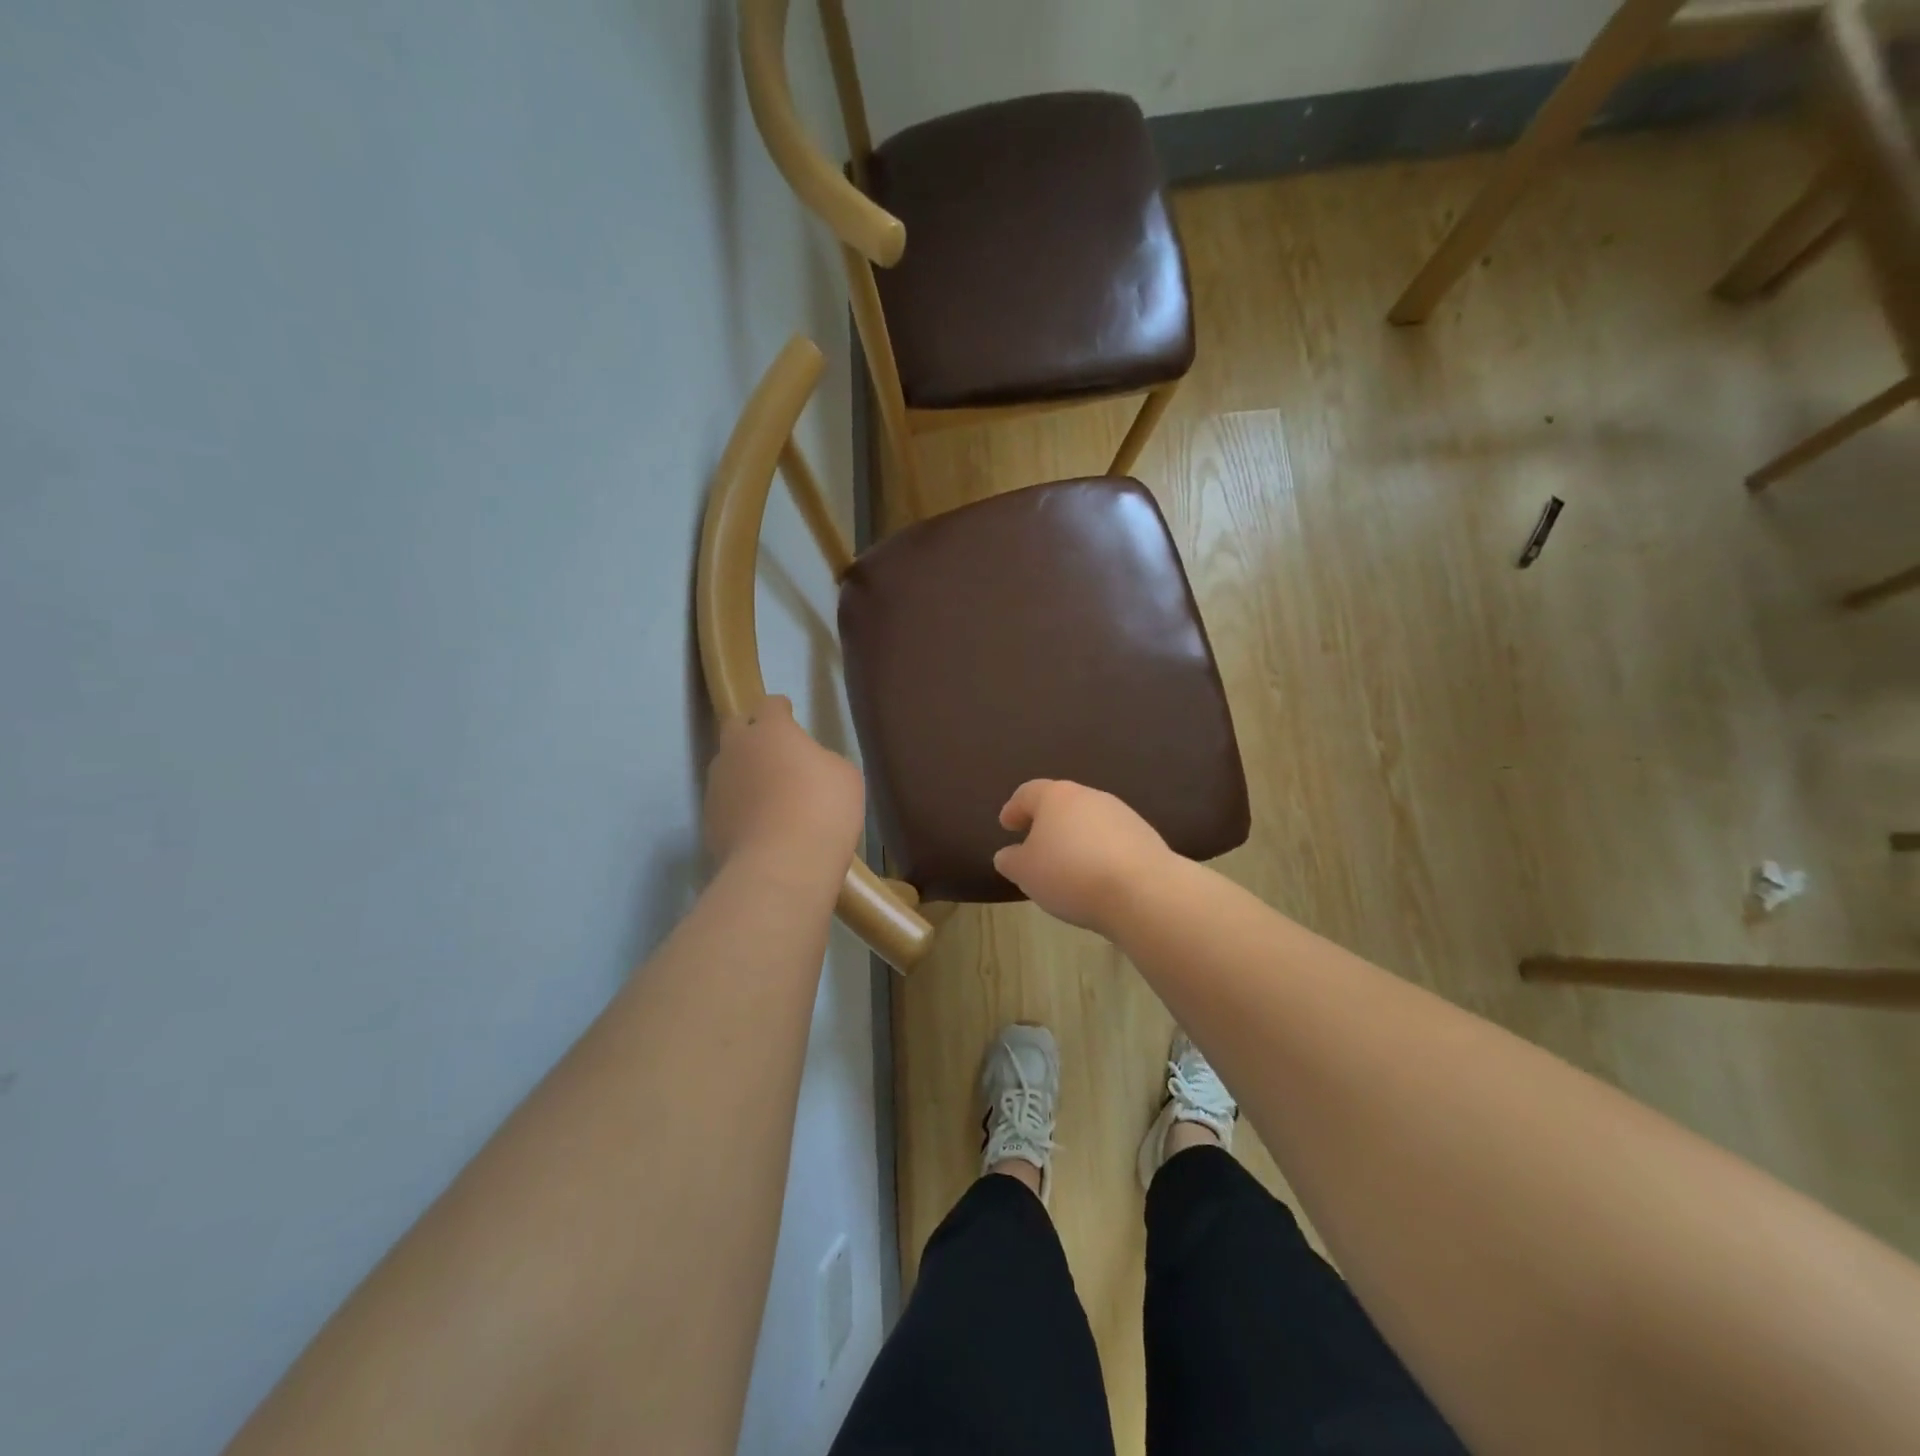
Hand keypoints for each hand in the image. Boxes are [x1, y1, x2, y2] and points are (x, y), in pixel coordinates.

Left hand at [704, 696, 863, 880]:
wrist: (782, 867)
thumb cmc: (823, 810)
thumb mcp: (845, 776)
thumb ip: (822, 760)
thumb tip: (809, 766)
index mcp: (771, 730)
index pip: (769, 705)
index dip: (780, 709)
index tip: (789, 714)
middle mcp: (736, 750)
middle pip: (735, 727)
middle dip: (751, 733)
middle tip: (773, 750)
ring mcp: (717, 786)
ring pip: (727, 767)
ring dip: (744, 772)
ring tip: (767, 795)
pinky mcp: (709, 821)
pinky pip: (726, 803)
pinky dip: (739, 808)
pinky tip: (759, 826)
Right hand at [993, 780, 1169, 931]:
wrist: (1142, 891)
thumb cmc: (1070, 874)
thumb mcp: (1026, 872)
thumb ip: (1011, 860)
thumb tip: (1008, 854)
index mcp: (1056, 796)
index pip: (1028, 793)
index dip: (1014, 808)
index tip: (1007, 825)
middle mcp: (1090, 796)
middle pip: (1062, 803)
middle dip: (1047, 822)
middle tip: (1035, 845)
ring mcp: (1121, 813)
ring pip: (1089, 820)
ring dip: (1075, 837)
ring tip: (1066, 865)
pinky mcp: (1144, 836)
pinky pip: (1111, 839)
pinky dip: (1098, 851)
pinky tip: (1095, 875)